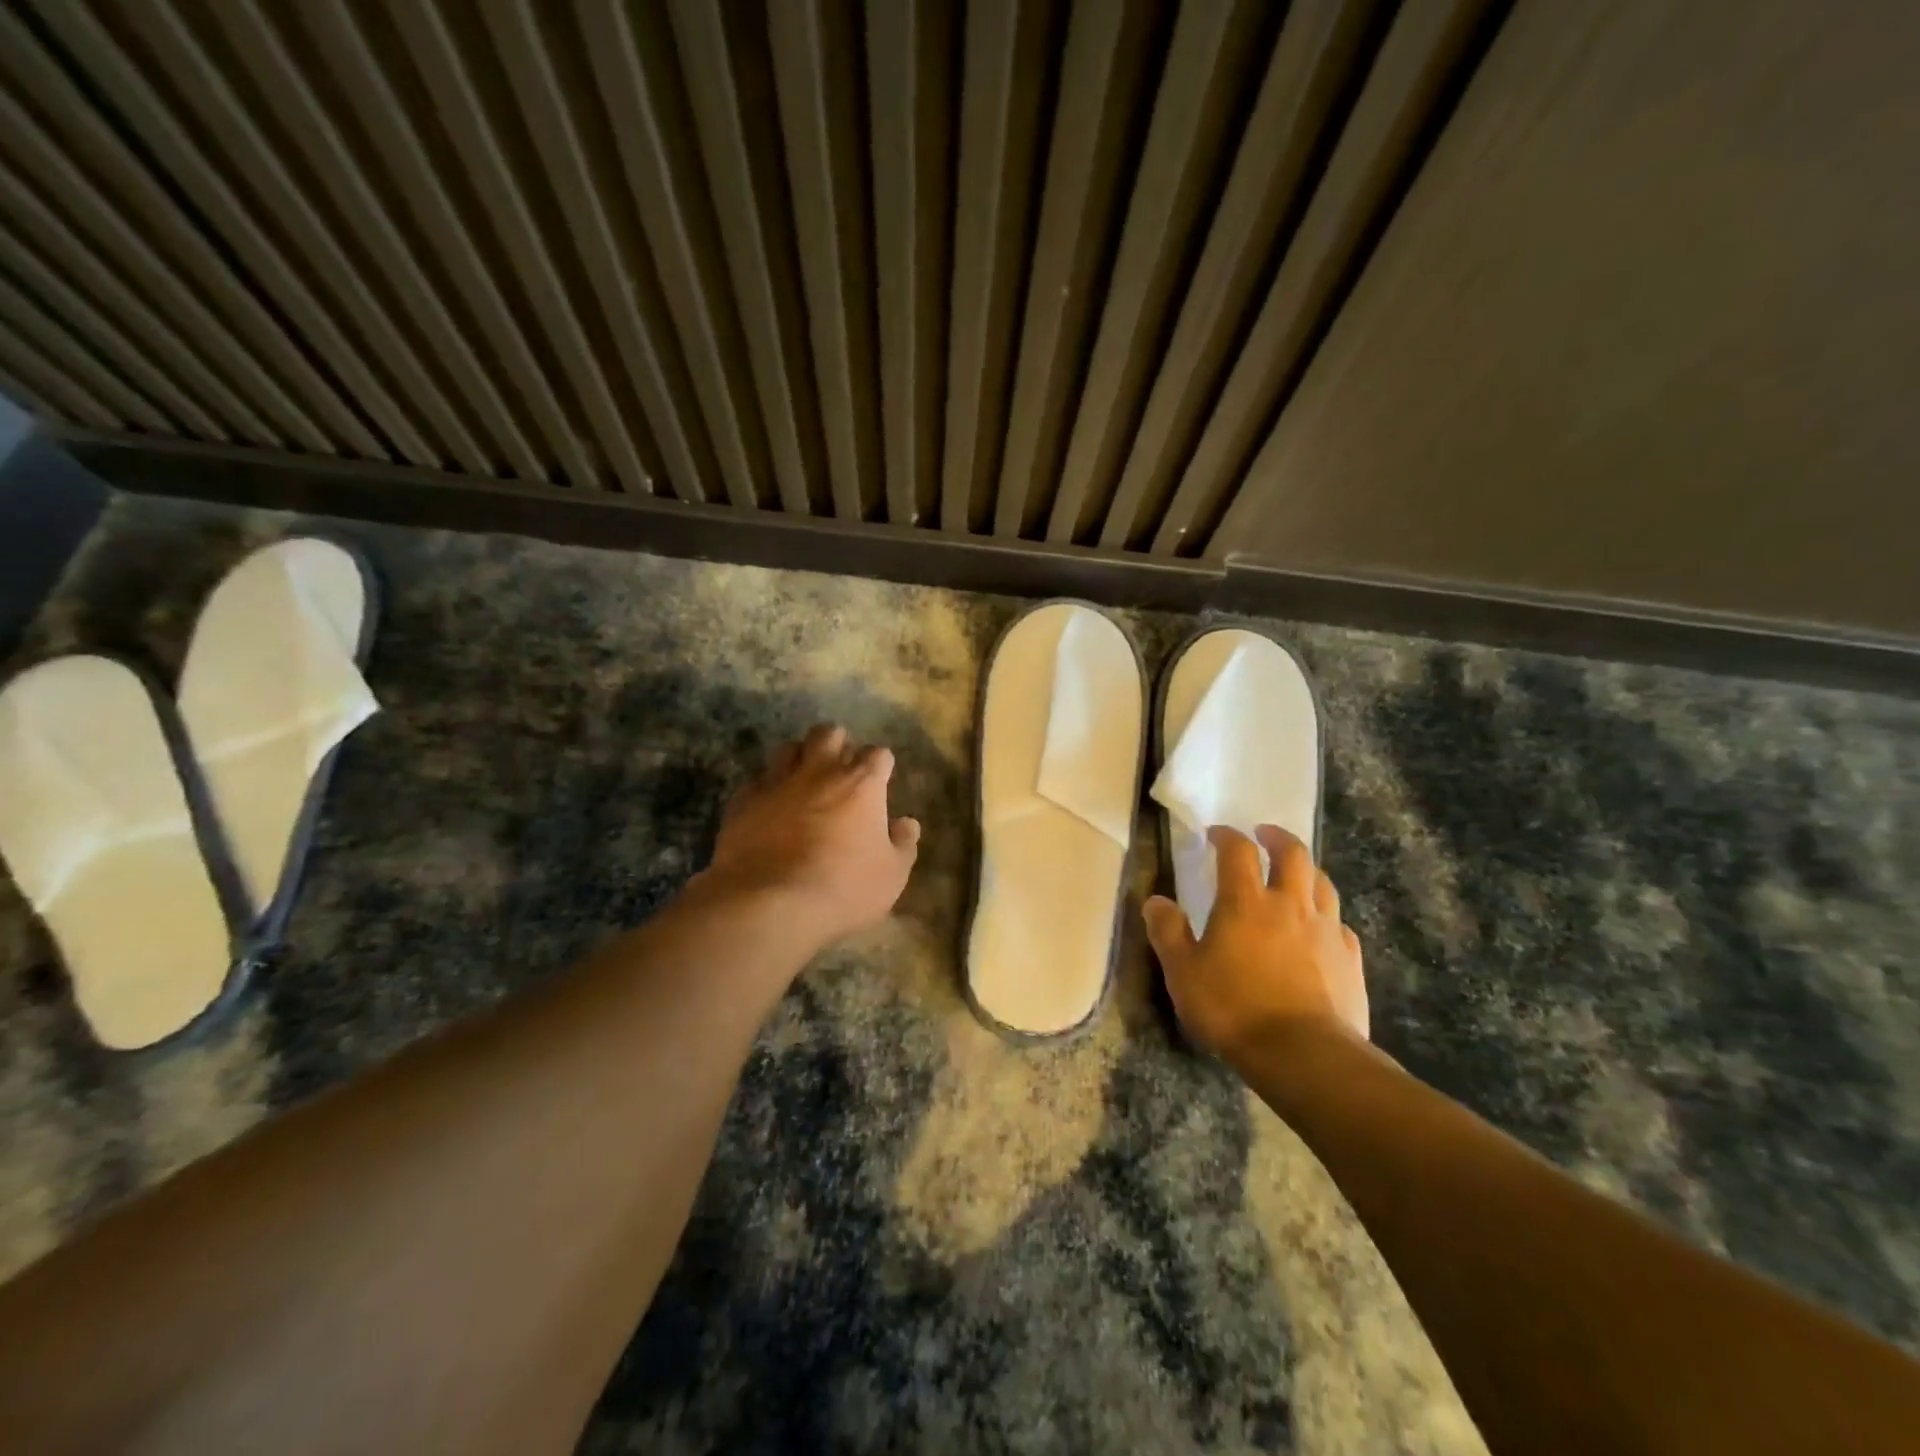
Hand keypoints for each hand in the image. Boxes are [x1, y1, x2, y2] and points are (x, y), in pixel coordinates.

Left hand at [696, 724, 920, 949]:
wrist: (770, 902)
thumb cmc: (843, 888)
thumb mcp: (891, 875)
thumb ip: (903, 844)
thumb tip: (907, 823)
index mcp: (861, 784)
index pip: (878, 754)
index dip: (880, 765)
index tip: (880, 780)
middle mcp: (819, 771)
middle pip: (828, 734)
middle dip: (837, 744)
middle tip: (839, 768)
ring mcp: (777, 782)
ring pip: (788, 748)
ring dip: (799, 758)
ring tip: (802, 779)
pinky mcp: (743, 801)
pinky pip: (756, 782)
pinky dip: (766, 789)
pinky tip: (769, 806)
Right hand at [1143, 825, 1368, 1058]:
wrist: (1305, 1055)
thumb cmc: (1234, 1009)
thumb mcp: (1183, 973)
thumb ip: (1168, 932)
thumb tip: (1156, 901)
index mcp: (1246, 902)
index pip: (1238, 851)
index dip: (1226, 836)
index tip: (1215, 834)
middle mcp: (1290, 905)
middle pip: (1293, 854)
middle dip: (1277, 838)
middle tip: (1264, 835)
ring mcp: (1326, 930)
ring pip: (1322, 883)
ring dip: (1306, 870)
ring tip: (1295, 874)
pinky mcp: (1350, 959)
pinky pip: (1340, 924)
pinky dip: (1326, 915)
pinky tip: (1320, 928)